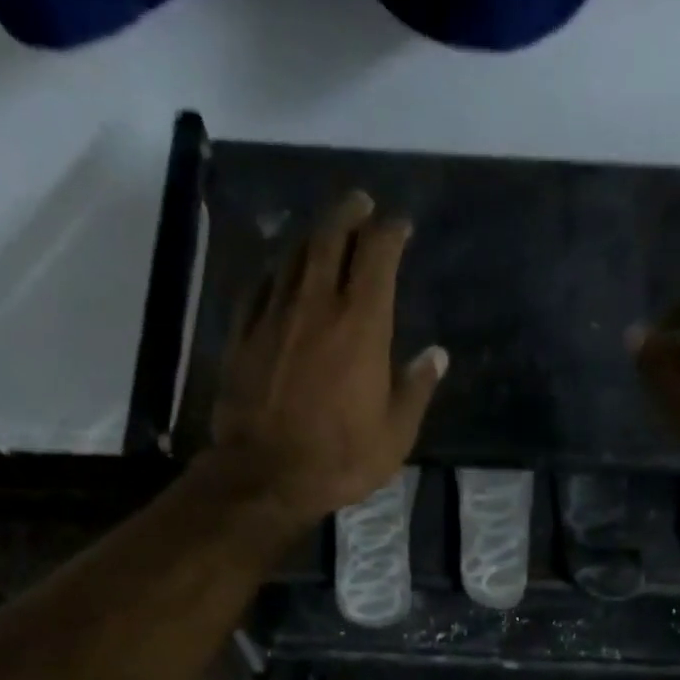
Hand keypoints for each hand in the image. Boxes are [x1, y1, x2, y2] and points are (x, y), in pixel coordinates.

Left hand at [210, 190, 447, 524]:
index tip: (400, 225)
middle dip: (349, 212)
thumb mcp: (395, 434)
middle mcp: (316, 304)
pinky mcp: (242, 335)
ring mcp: (274, 315)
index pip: (378, 254)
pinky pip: (259, 287)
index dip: (391, 231)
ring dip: (311, 235)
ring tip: (323, 231)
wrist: (265, 475)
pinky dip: (275, 272)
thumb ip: (416, 389)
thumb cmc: (340, 459)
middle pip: (330, 236)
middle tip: (360, 204)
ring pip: (293, 255)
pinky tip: (279, 273)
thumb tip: (437, 355)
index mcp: (361, 323)